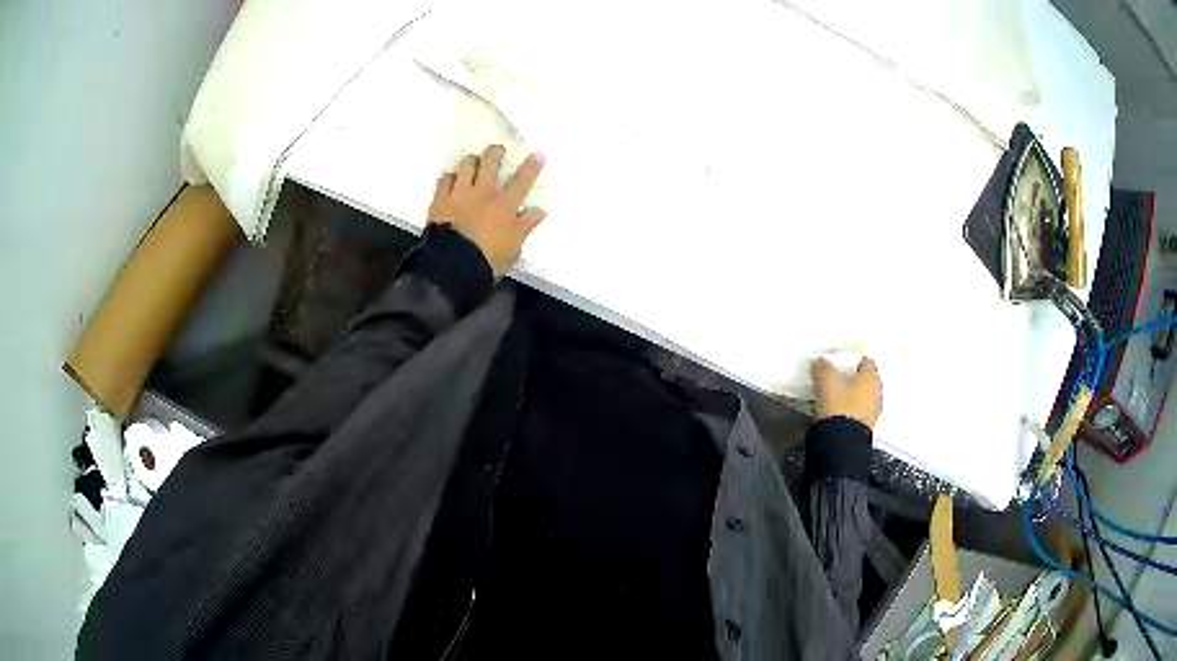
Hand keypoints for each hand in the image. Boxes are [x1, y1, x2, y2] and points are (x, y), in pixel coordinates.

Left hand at [427, 145, 546, 275]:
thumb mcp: (514, 247)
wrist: (454, 266)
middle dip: (495, 153)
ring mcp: (459, 195)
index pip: (522, 181)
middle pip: (490, 164)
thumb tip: (540, 211)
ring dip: (471, 161)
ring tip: (473, 161)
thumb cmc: (489, 259)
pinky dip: (449, 177)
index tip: (538, 154)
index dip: (531, 167)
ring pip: (466, 167)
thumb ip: (525, 226)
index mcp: (504, 205)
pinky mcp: (440, 201)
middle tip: (498, 149)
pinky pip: (444, 180)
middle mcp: (483, 193)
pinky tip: (451, 177)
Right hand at [811, 357, 882, 429]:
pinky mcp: (863, 429)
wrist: (840, 442)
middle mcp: (876, 394)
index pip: (866, 361)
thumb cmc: (839, 406)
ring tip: (834, 396)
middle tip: (837, 378)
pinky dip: (848, 411)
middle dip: (853, 379)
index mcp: (871, 377)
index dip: (853, 360)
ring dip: (851, 396)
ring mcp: (872, 413)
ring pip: (862, 398)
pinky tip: (836, 413)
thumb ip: (823, 367)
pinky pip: (856, 413)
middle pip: (865, 381)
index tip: (842, 361)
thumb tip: (820, 362)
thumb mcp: (826, 380)